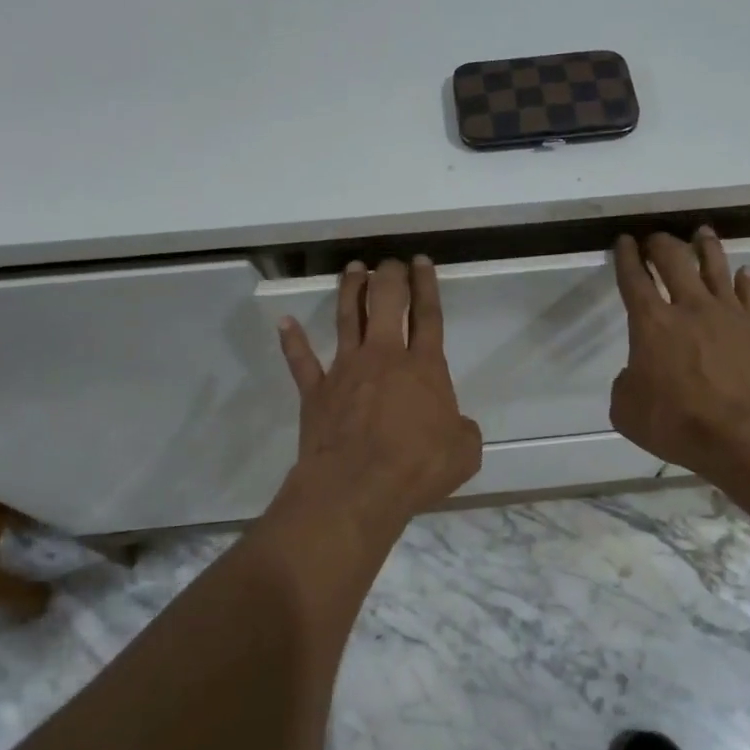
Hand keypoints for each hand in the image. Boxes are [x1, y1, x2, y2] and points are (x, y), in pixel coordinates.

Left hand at [278, 257, 482, 525]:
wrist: (357, 488)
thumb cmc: (416, 468)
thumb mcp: (464, 453)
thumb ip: (463, 431)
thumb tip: (457, 425)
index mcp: (424, 367)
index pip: (428, 316)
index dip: (427, 286)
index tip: (421, 262)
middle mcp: (384, 357)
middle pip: (387, 303)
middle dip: (390, 276)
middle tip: (390, 261)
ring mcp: (346, 370)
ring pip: (348, 318)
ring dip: (351, 291)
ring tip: (353, 269)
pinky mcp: (316, 391)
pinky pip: (301, 361)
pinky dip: (292, 341)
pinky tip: (285, 323)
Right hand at [610, 229, 749, 478]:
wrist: (745, 432)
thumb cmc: (678, 422)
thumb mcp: (627, 411)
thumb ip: (625, 384)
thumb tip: (636, 374)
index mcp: (651, 323)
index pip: (634, 278)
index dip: (626, 256)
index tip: (624, 241)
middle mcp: (688, 307)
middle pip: (674, 260)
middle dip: (661, 244)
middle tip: (656, 238)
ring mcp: (727, 313)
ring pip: (716, 266)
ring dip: (706, 247)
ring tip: (702, 233)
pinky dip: (746, 280)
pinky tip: (745, 272)